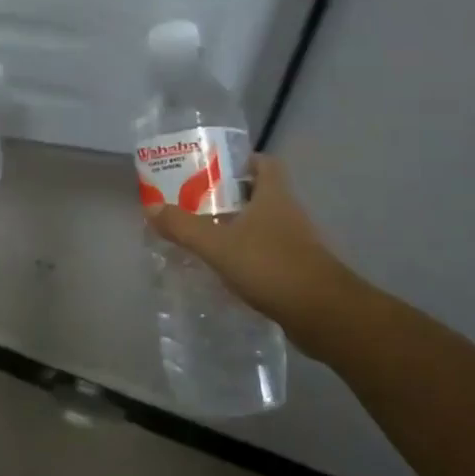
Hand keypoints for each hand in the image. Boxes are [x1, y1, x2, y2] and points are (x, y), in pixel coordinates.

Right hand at [145, 154, 354, 328]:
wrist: (323, 315)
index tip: (213, 168)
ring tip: (204, 234)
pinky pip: (267, 252)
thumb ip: (183, 227)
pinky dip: (247, 255)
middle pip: (260, 193)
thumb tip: (151, 207)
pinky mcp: (298, 270)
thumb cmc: (271, 267)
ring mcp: (297, 243)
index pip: (264, 163)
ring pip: (263, 224)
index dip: (241, 160)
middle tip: (196, 202)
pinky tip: (225, 267)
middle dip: (230, 196)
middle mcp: (289, 213)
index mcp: (274, 196)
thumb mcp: (218, 245)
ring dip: (238, 226)